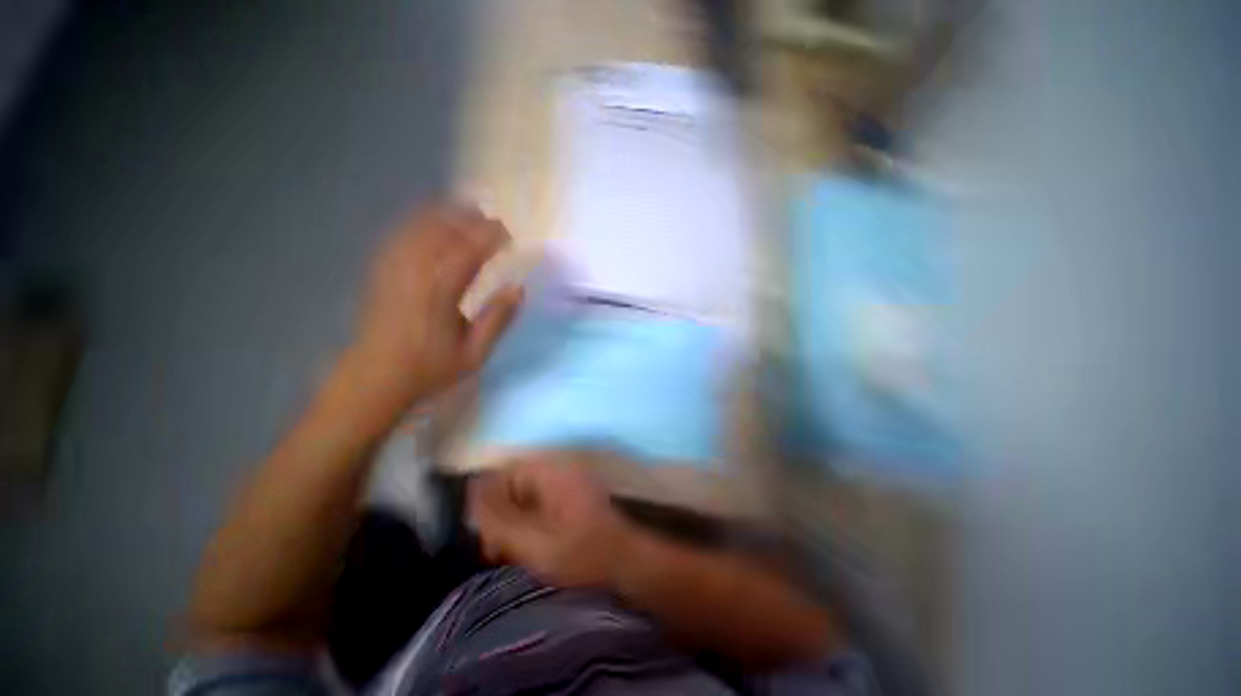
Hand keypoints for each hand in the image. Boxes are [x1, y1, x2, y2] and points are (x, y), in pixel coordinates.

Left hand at [352, 204, 522, 409]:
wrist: (375, 378)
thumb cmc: (430, 369)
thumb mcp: (475, 353)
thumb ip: (498, 319)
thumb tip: (518, 288)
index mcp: (441, 292)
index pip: (469, 250)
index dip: (490, 236)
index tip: (508, 235)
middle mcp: (415, 272)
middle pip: (443, 230)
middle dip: (469, 219)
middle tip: (491, 220)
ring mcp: (393, 268)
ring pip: (419, 227)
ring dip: (446, 215)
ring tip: (467, 213)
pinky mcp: (381, 270)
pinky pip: (401, 235)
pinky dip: (420, 222)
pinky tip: (433, 223)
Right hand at [468, 456, 633, 587]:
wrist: (623, 562)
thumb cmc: (578, 552)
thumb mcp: (530, 540)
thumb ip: (497, 517)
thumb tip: (471, 491)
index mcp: (549, 470)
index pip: (503, 472)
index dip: (486, 502)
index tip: (482, 535)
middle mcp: (557, 468)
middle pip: (513, 484)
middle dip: (499, 516)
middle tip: (494, 550)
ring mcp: (566, 481)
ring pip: (524, 496)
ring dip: (512, 522)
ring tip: (507, 554)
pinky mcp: (571, 496)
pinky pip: (539, 503)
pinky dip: (528, 523)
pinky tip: (526, 548)